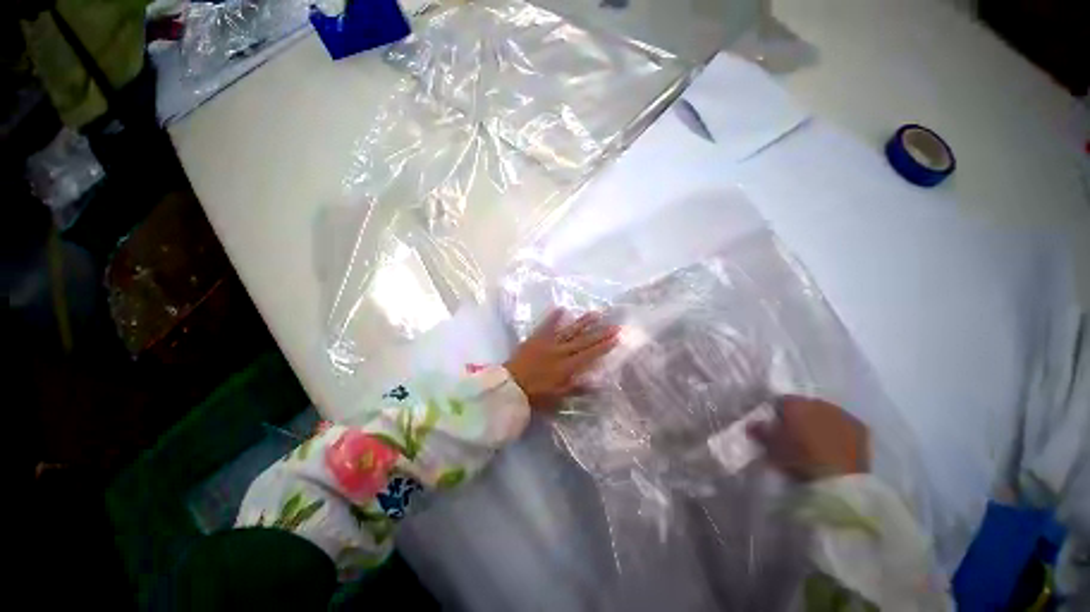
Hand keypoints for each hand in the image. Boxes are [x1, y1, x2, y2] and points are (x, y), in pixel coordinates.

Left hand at [505, 309, 619, 409]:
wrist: (509, 386)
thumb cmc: (534, 395)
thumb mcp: (557, 398)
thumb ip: (576, 389)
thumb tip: (596, 382)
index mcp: (567, 367)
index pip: (589, 355)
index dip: (604, 346)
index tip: (616, 337)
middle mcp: (560, 352)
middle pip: (584, 341)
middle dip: (600, 333)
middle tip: (614, 325)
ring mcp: (548, 343)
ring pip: (569, 331)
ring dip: (583, 322)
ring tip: (596, 313)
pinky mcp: (536, 338)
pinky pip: (546, 326)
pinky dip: (553, 317)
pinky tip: (561, 308)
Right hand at [748, 396, 869, 480]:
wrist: (841, 482)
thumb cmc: (800, 460)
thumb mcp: (772, 447)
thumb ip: (760, 431)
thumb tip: (753, 423)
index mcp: (796, 403)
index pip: (781, 400)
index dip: (776, 412)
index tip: (774, 425)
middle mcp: (819, 403)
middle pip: (805, 405)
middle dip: (800, 416)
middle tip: (794, 433)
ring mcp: (843, 415)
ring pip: (826, 413)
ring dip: (820, 423)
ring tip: (815, 440)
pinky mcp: (862, 429)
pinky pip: (844, 425)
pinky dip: (837, 431)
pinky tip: (833, 445)